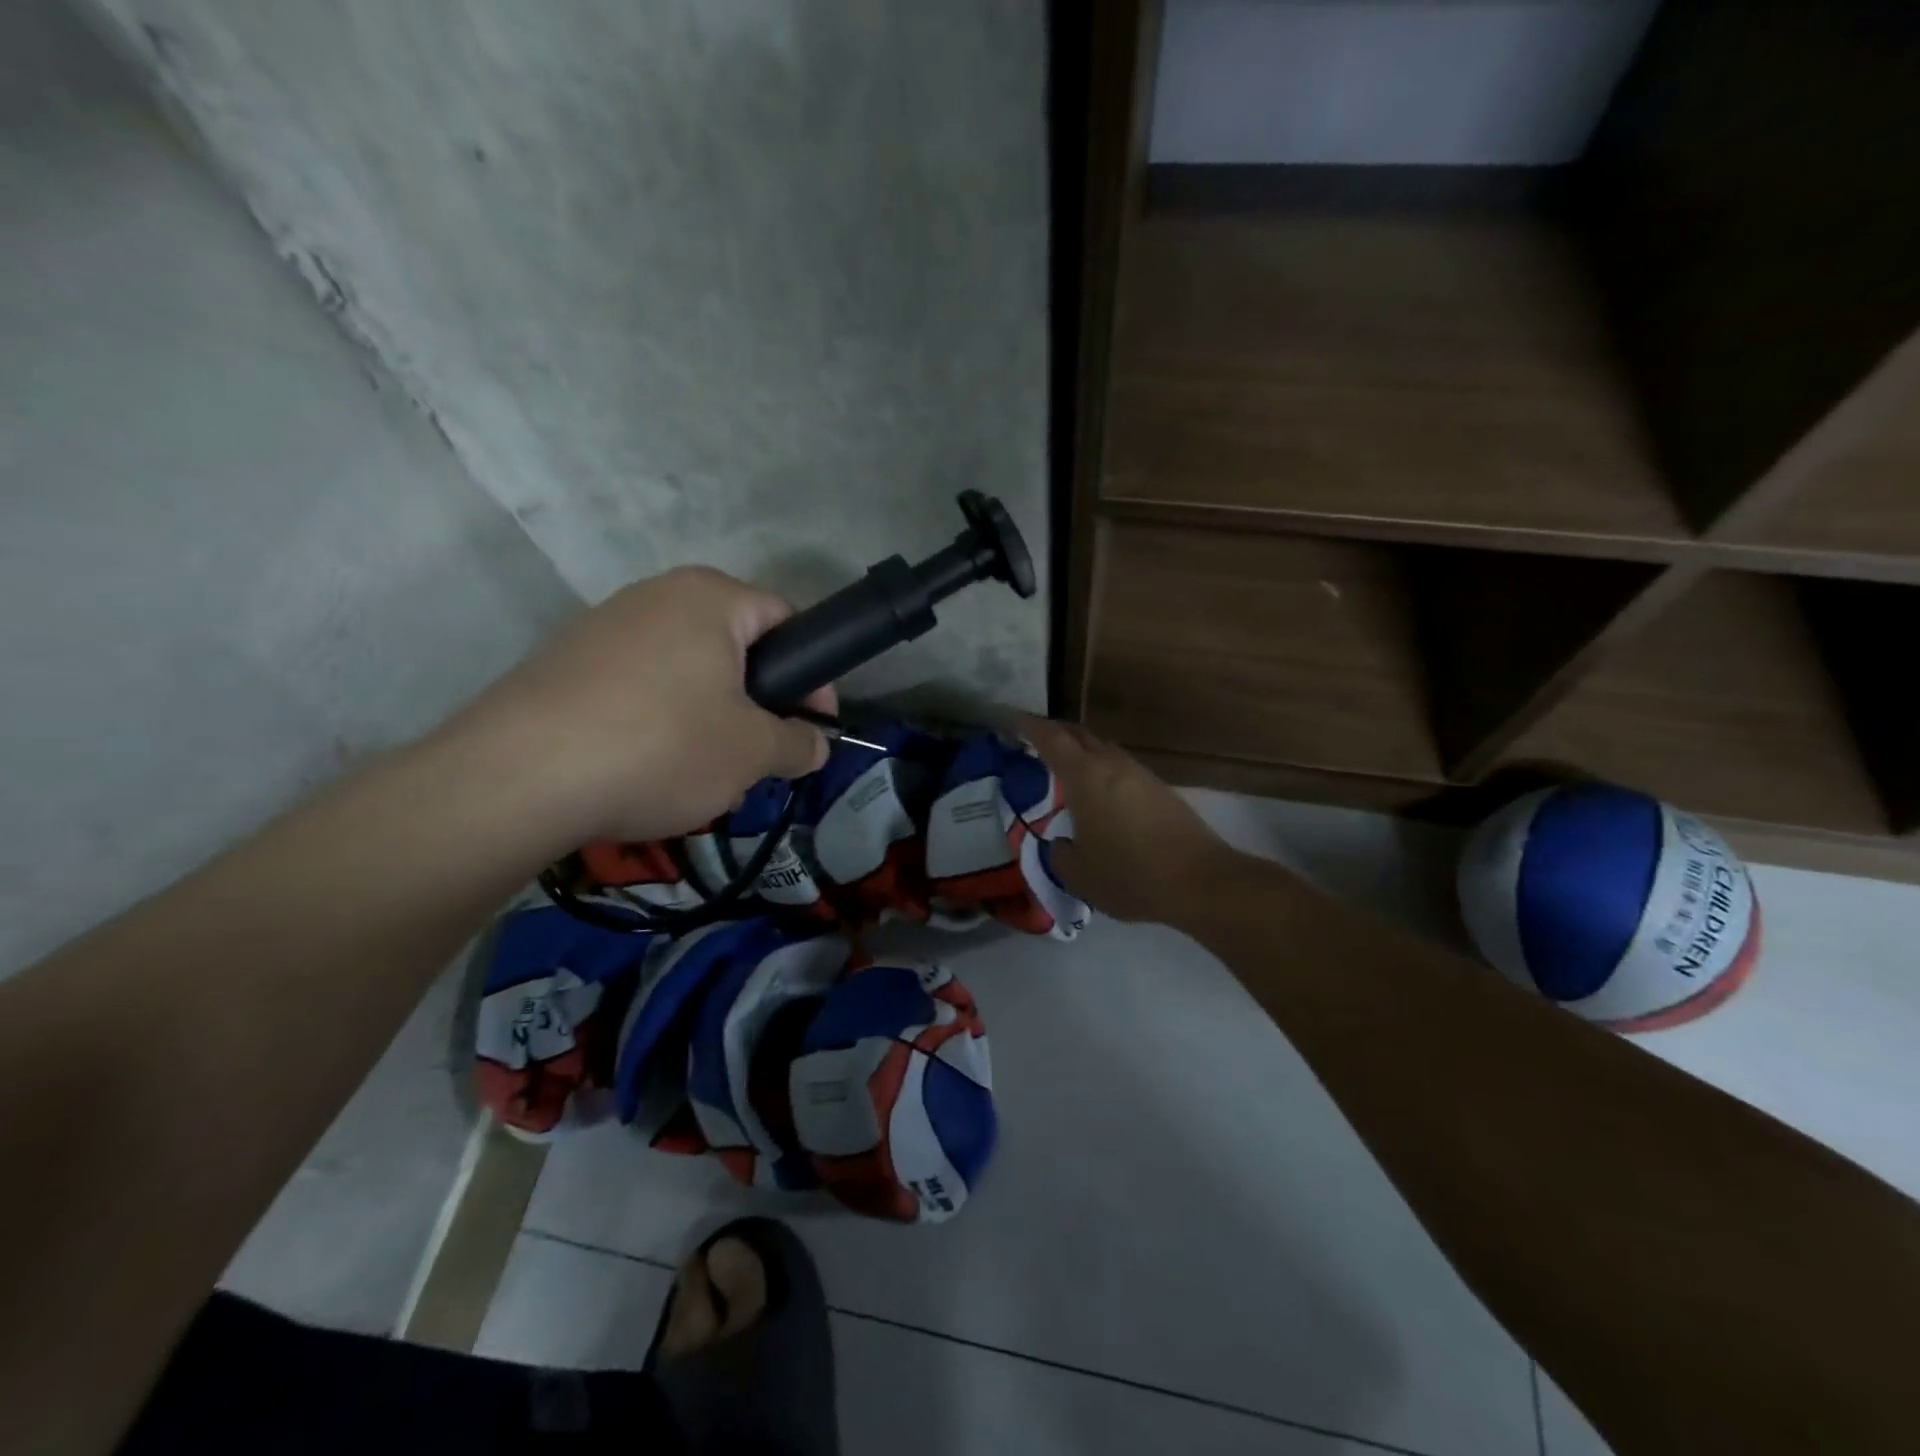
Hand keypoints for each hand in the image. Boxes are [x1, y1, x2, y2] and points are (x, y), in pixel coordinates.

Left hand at [443, 567, 833, 844]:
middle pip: (733, 647)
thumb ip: (798, 743)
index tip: (813, 726)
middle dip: (757, 703)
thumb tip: (816, 745)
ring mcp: (602, 626)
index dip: (812, 675)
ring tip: (706, 773)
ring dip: (711, 718)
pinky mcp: (564, 663)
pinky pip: (639, 688)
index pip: (786, 620)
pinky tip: (649, 770)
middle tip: (761, 755)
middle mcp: (655, 595)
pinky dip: (660, 723)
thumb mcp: (752, 752)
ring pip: (685, 672)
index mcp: (710, 597)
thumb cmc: (662, 745)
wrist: (518, 777)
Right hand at [1020, 716, 1255, 926]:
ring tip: (1066, 764)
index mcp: (1085, 777)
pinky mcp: (1160, 790)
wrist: (1199, 882)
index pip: (1052, 740)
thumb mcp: (1079, 875)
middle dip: (1056, 732)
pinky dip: (1102, 768)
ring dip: (1082, 750)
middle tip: (1035, 738)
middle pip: (1080, 736)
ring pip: (1104, 749)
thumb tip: (1061, 844)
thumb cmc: (1130, 875)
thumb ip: (1060, 855)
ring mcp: (1140, 775)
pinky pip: (1121, 767)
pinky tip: (1100, 791)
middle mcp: (1112, 766)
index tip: (1015, 720)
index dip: (1031, 727)